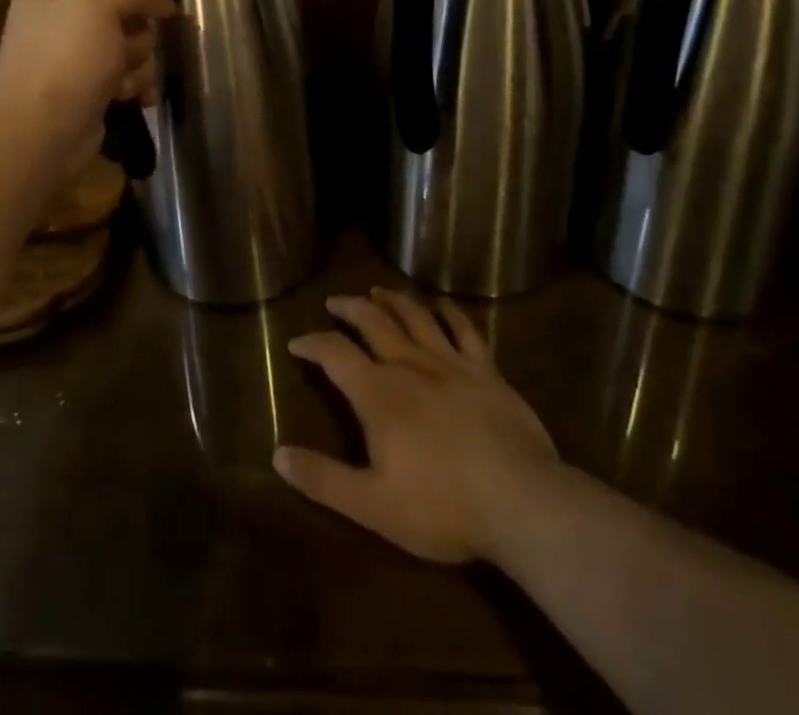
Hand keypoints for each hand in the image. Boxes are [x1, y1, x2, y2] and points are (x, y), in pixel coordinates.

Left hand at [0, 0, 176, 168]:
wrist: (41, 133)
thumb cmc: (66, 58)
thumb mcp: (100, 2)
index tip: (157, 6)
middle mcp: (56, 20)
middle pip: (123, 12)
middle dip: (138, 34)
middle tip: (129, 50)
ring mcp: (70, 58)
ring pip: (130, 46)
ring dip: (139, 63)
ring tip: (128, 81)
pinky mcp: (85, 90)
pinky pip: (124, 76)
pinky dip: (134, 85)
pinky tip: (135, 97)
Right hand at [275, 289, 560, 564]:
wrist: (520, 501)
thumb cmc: (442, 507)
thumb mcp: (372, 505)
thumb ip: (323, 479)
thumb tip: (278, 455)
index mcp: (378, 393)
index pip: (335, 353)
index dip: (312, 343)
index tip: (296, 342)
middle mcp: (410, 364)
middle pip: (373, 321)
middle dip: (349, 307)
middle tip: (335, 301)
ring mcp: (451, 362)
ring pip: (415, 315)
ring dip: (392, 299)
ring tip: (377, 291)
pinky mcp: (486, 369)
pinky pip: (464, 328)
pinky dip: (448, 311)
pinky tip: (440, 304)